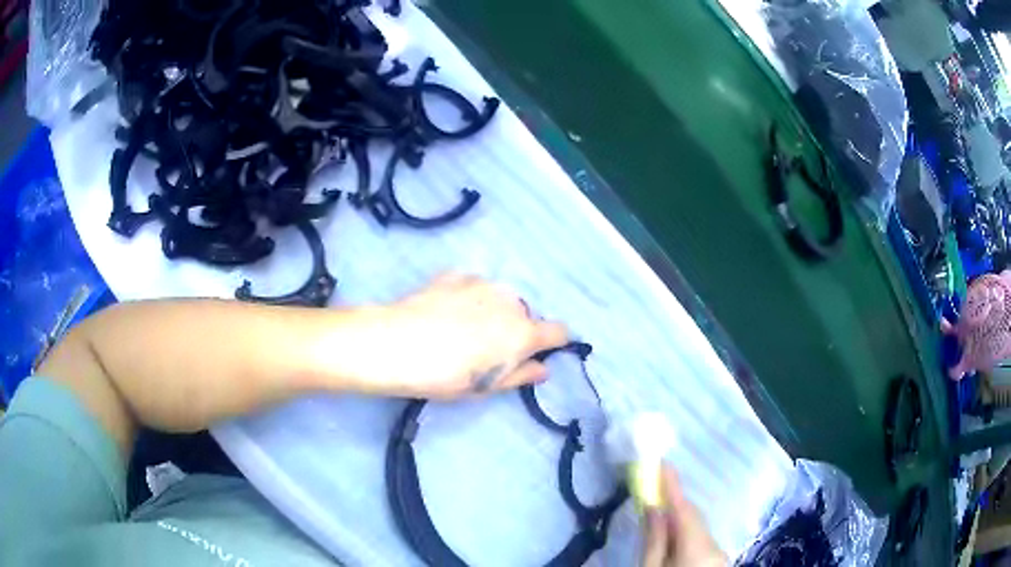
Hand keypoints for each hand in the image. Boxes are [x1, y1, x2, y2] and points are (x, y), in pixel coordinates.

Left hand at [365, 273, 569, 398]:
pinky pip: (473, 287)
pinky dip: (468, 298)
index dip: (554, 342)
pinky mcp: (456, 275)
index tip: (538, 351)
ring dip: (492, 310)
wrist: (397, 343)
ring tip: (461, 328)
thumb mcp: (487, 386)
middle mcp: (510, 302)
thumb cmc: (446, 375)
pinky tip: (445, 312)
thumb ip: (521, 375)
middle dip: (514, 328)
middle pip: (526, 315)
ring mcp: (483, 284)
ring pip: (499, 298)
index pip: (559, 331)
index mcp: (523, 333)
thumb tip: (543, 368)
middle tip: (486, 348)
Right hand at [641, 465, 727, 566]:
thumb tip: (653, 508)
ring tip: (657, 513)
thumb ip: (654, 540)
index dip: (672, 486)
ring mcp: (719, 552)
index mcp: (699, 547)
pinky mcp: (716, 558)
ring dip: (678, 519)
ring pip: (697, 527)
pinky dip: (684, 533)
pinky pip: (700, 538)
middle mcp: (715, 545)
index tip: (662, 463)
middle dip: (673, 503)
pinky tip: (670, 536)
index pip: (684, 510)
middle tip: (653, 489)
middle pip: (693, 516)